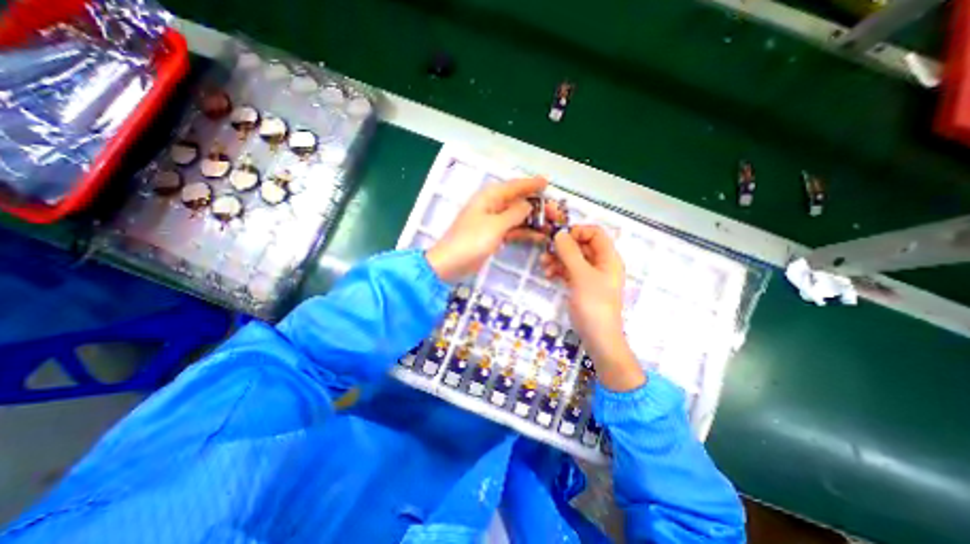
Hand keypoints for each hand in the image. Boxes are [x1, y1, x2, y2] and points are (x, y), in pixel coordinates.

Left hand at [427, 177, 548, 282]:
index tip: (548, 183)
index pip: (515, 186)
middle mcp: (492, 205)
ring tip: (552, 225)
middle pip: (518, 201)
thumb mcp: (496, 225)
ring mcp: (492, 222)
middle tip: (556, 213)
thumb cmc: (471, 241)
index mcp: (490, 197)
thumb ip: (515, 213)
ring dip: (533, 220)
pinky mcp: (493, 235)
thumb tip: (529, 204)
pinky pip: (513, 230)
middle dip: (537, 206)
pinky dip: (525, 232)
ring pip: (517, 216)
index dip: (532, 184)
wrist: (450, 263)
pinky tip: (539, 236)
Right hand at [544, 226, 641, 390]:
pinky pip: (569, 270)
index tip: (560, 238)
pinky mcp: (581, 285)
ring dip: (557, 258)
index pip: (595, 233)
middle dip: (563, 247)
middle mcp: (600, 263)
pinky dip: (558, 270)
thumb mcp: (581, 276)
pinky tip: (548, 274)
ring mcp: (590, 275)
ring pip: (573, 258)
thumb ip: (570, 253)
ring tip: (543, 265)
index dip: (578, 231)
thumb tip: (559, 233)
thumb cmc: (593, 304)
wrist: (598, 337)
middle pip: (581, 245)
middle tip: (546, 250)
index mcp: (608, 258)